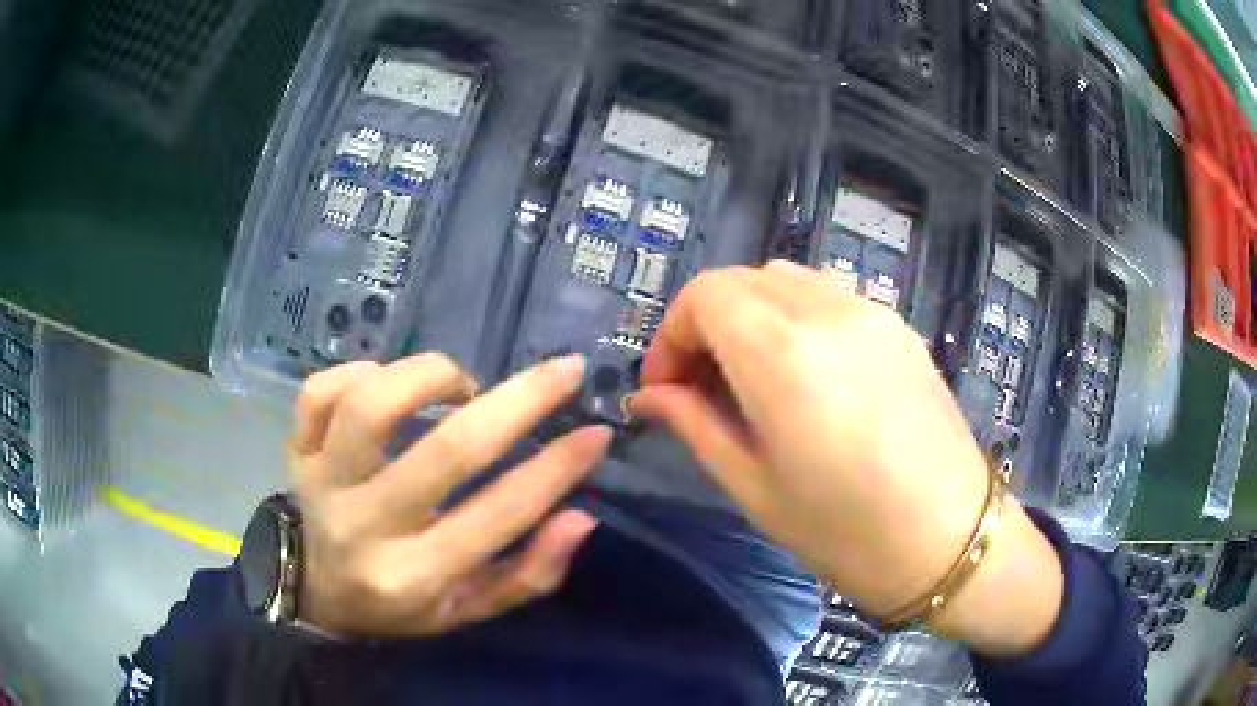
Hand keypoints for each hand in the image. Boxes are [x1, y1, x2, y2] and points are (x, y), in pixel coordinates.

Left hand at [287, 353, 610, 637]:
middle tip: (562, 371)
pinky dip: (360, 371)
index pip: (499, 515)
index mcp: (414, 575)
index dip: (556, 469)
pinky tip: (388, 381)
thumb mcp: (467, 611)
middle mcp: (366, 526)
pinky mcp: (296, 451)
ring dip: (431, 377)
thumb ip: (527, 575)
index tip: (595, 434)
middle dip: (519, 402)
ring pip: (372, 406)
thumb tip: (580, 517)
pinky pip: (320, 392)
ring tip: (462, 384)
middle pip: (447, 451)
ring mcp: (321, 482)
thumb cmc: (397, 607)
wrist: (313, 592)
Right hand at [631, 262, 1062, 656]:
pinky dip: (795, 317)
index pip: (703, 295)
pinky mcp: (898, 325)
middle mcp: (826, 311)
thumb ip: (694, 425)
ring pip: (784, 280)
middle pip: (740, 280)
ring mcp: (869, 311)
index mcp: (782, 353)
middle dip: (706, 324)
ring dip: (751, 315)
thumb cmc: (845, 531)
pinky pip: (828, 296)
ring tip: (753, 378)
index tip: (666, 389)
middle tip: (703, 387)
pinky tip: (807, 374)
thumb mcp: (754, 487)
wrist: (951, 539)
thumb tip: (649, 396)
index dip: (671, 336)